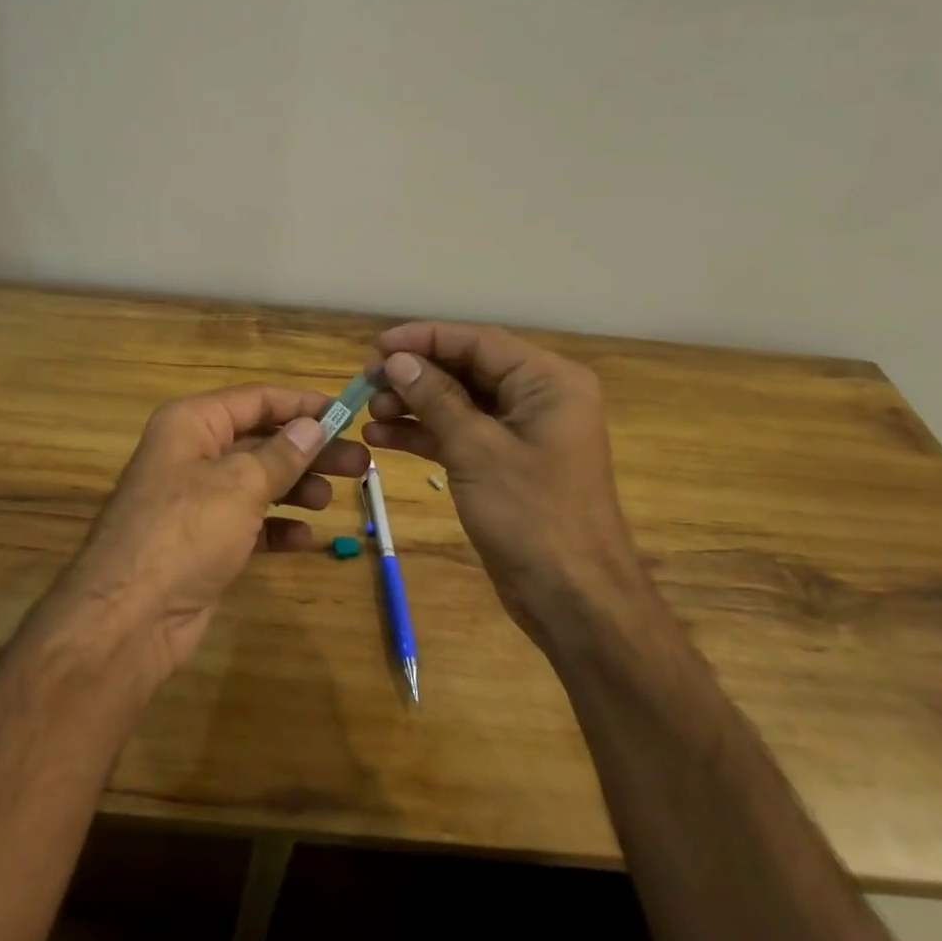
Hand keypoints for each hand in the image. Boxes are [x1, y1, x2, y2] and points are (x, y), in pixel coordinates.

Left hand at [64, 384, 370, 673]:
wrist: (129, 618)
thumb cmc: (186, 530)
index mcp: (192, 423)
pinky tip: (306, 538)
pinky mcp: (202, 542)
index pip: (256, 399)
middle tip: (360, 463)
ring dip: (296, 487)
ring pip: (257, 482)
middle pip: (261, 441)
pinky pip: (248, 523)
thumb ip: (281, 454)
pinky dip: (276, 527)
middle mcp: (192, 454)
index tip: (347, 414)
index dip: (303, 405)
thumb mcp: (240, 484)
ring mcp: (195, 500)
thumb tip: (313, 425)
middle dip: (309, 451)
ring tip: (334, 499)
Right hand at [363, 323, 647, 644]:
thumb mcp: (477, 450)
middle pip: (466, 369)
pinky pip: (460, 434)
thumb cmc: (533, 516)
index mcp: (547, 381)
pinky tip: (381, 438)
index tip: (377, 346)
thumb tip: (395, 360)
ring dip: (414, 404)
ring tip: (369, 412)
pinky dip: (424, 434)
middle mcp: (537, 397)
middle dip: (415, 374)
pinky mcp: (505, 463)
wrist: (575, 602)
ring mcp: (521, 432)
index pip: (478, 342)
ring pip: (459, 402)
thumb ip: (435, 398)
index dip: (424, 338)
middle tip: (366, 381)